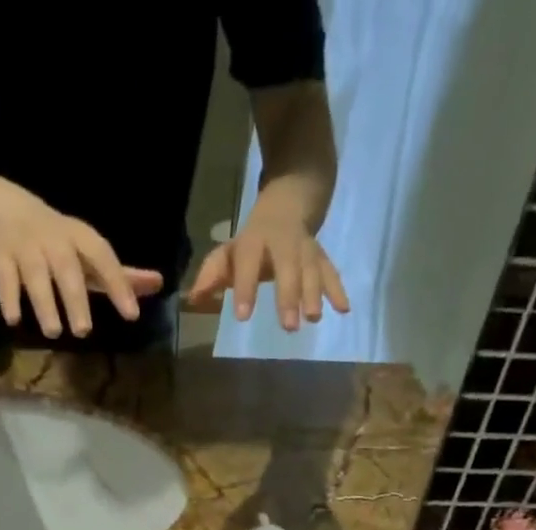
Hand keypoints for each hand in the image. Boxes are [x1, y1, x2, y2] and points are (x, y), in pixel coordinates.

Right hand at [0, 182, 163, 338]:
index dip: (118, 283)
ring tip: (53, 332)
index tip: (132, 315)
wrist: (2, 210)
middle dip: (75, 297)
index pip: (103, 257)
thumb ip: (120, 275)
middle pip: (66, 267)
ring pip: (34, 273)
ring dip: (44, 302)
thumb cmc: (58, 243)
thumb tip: (159, 284)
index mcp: (80, 237)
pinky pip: (2, 275)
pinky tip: (13, 320)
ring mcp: (24, 245)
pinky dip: (7, 297)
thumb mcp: (88, 255)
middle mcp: (53, 238)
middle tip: (84, 332)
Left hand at [186, 196, 348, 329]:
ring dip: (315, 294)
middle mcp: (283, 243)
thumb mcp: (230, 251)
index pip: (249, 264)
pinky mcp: (321, 255)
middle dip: (288, 296)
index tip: (243, 316)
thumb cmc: (254, 239)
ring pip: (311, 268)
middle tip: (288, 326)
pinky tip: (344, 310)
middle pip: (287, 267)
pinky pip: (330, 271)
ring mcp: (305, 248)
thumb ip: (213, 275)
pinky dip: (337, 289)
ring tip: (313, 319)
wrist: (291, 197)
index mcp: (255, 242)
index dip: (246, 288)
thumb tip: (192, 299)